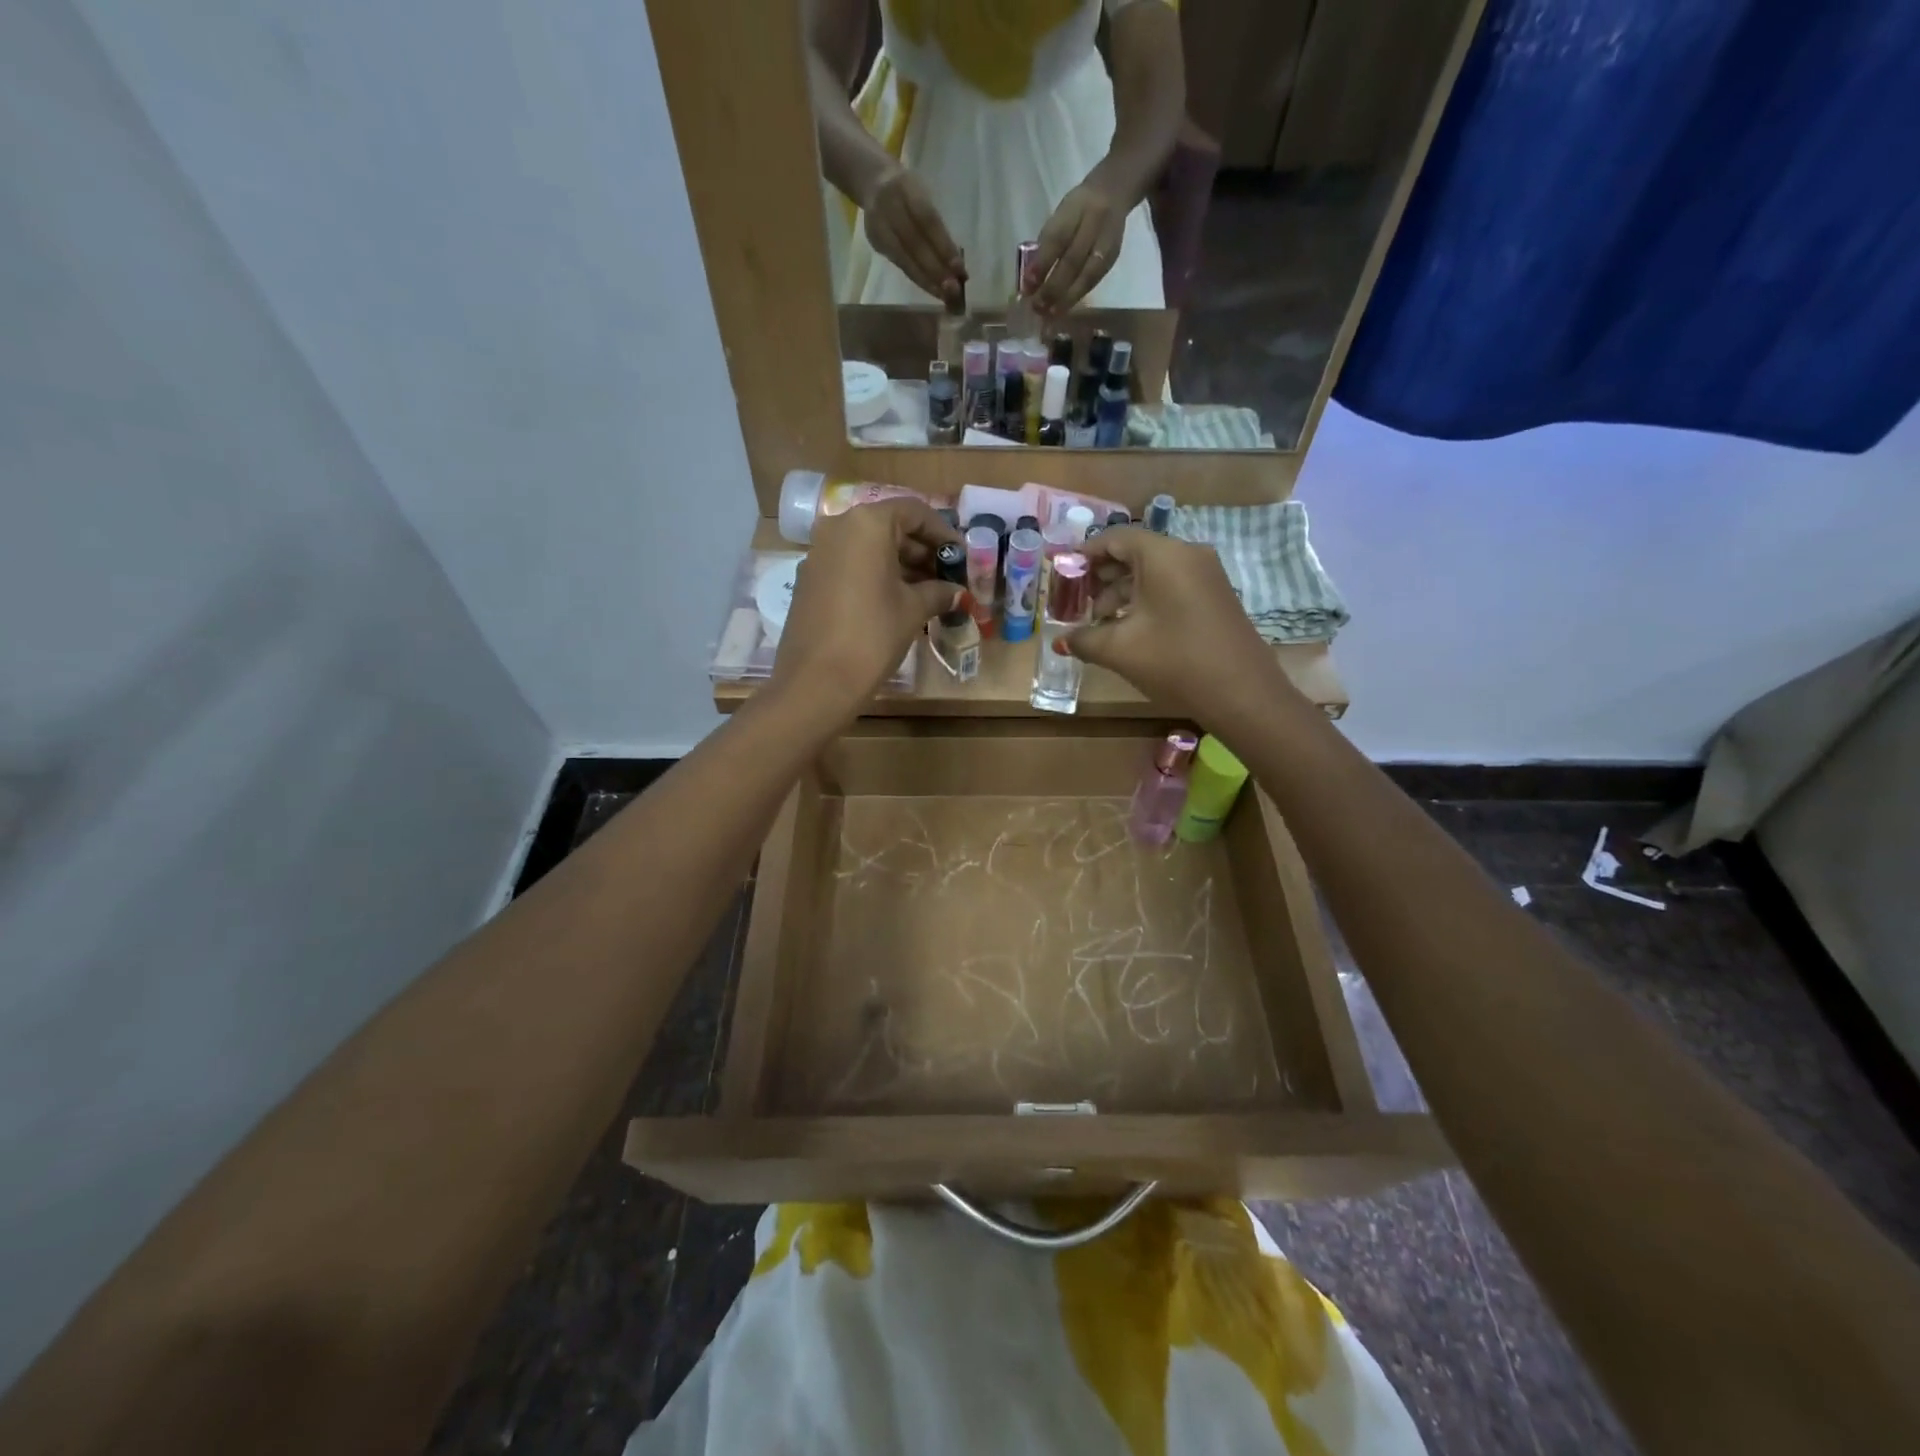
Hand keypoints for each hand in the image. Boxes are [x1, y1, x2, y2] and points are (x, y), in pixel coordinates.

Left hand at [772, 497, 960, 715]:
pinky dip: (876, 576)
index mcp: (867, 524)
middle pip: (889, 527)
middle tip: (948, 577)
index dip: (942, 533)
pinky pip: (851, 566)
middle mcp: (838, 528)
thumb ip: (938, 592)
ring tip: (929, 593)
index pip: (914, 512)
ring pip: (869, 548)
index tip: (961, 557)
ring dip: (901, 565)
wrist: (816, 681)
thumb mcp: (913, 610)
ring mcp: (819, 553)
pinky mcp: (810, 579)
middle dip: (921, 550)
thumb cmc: (873, 635)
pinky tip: (897, 602)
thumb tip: (957, 592)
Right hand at [861, 163, 966, 304]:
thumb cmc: (909, 192)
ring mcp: (879, 226)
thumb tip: (956, 263)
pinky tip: (932, 289)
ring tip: (945, 295)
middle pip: (914, 244)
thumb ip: (936, 225)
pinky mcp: (875, 242)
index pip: (927, 220)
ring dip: (927, 280)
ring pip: (905, 259)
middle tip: (954, 289)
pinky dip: (918, 278)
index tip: (960, 268)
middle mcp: (889, 206)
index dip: (944, 246)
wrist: (874, 182)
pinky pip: (900, 265)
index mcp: (906, 187)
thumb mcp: (923, 194)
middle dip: (935, 269)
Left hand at [1032, 180, 1127, 314]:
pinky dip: (1078, 295)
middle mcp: (1094, 223)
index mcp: (1075, 208)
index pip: (1057, 239)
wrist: (1113, 192)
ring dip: (1067, 298)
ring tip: (1050, 314)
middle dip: (1053, 287)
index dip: (1042, 264)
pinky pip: (1094, 280)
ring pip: (1087, 275)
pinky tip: (1065, 307)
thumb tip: (1031, 280)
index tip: (1027, 286)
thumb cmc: (1077, 209)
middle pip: (1073, 261)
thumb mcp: (1059, 216)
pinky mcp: (1113, 257)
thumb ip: (1046, 244)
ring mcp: (1107, 242)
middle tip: (1037, 307)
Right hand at [1064, 527, 1291, 719]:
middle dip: (1101, 576)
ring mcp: (1206, 575)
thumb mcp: (1119, 650)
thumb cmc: (1175, 661)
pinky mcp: (1214, 596)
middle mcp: (1187, 554)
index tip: (1062, 575)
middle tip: (1076, 603)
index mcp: (1164, 555)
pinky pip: (1171, 585)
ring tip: (1099, 623)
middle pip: (1134, 552)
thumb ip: (1083, 639)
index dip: (1084, 554)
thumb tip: (1061, 640)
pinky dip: (1145, 600)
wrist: (1243, 693)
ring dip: (1121, 592)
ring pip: (1153, 571)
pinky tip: (1129, 628)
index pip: (1115, 538)